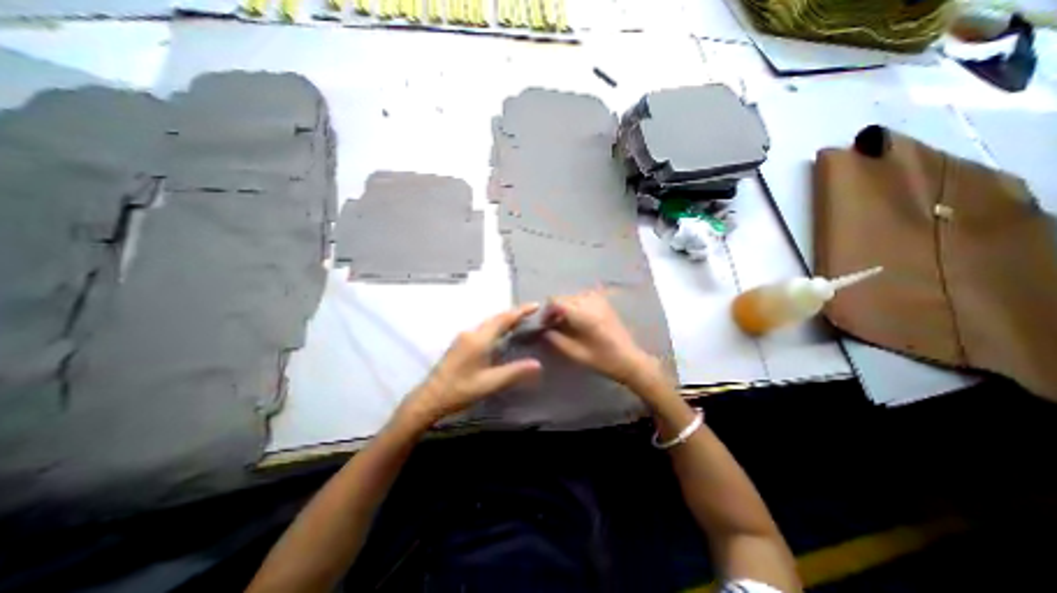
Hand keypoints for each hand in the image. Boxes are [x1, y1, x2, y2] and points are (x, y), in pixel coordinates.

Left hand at [399, 307, 540, 425]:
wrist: (430, 397)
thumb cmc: (460, 390)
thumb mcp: (490, 383)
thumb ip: (514, 372)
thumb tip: (537, 364)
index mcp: (479, 340)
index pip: (503, 320)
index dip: (520, 311)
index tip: (535, 305)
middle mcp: (471, 333)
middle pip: (496, 318)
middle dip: (514, 313)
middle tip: (532, 313)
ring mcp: (464, 337)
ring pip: (489, 323)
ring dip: (505, 319)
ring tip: (521, 321)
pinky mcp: (461, 343)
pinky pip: (484, 329)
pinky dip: (497, 327)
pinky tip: (502, 334)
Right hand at [545, 290, 652, 386]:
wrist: (629, 359)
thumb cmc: (602, 359)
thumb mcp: (575, 353)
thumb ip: (556, 340)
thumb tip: (544, 331)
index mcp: (583, 315)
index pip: (556, 301)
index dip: (546, 312)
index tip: (545, 325)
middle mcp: (591, 302)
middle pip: (564, 297)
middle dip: (555, 309)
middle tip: (553, 325)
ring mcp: (599, 301)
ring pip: (573, 295)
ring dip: (566, 306)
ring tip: (566, 322)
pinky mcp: (605, 303)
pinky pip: (584, 296)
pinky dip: (576, 303)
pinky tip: (578, 316)